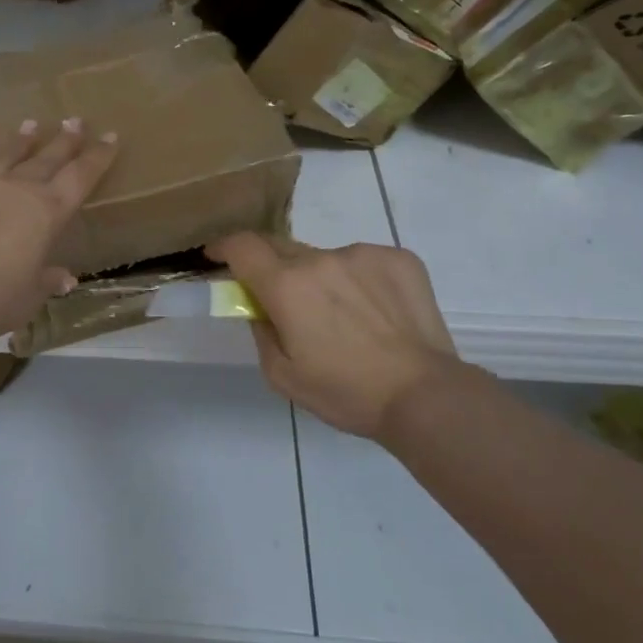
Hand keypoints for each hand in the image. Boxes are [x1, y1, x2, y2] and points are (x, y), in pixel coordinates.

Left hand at [0, 118, 117, 342]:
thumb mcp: (26, 297)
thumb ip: (44, 282)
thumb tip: (65, 278)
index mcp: (45, 212)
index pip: (80, 177)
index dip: (98, 157)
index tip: (111, 137)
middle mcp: (15, 190)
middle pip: (46, 157)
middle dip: (64, 140)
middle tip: (75, 119)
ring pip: (5, 155)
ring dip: (20, 141)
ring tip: (30, 126)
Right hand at [207, 234, 472, 439]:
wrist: (425, 395)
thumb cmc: (346, 393)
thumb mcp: (282, 376)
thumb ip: (260, 331)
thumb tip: (258, 306)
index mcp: (286, 285)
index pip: (242, 246)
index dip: (224, 246)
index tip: (217, 255)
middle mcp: (320, 259)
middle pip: (281, 247)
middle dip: (272, 266)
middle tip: (283, 298)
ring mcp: (363, 254)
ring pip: (326, 257)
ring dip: (321, 278)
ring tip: (344, 317)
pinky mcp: (398, 258)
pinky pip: (364, 262)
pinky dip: (359, 280)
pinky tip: (377, 313)